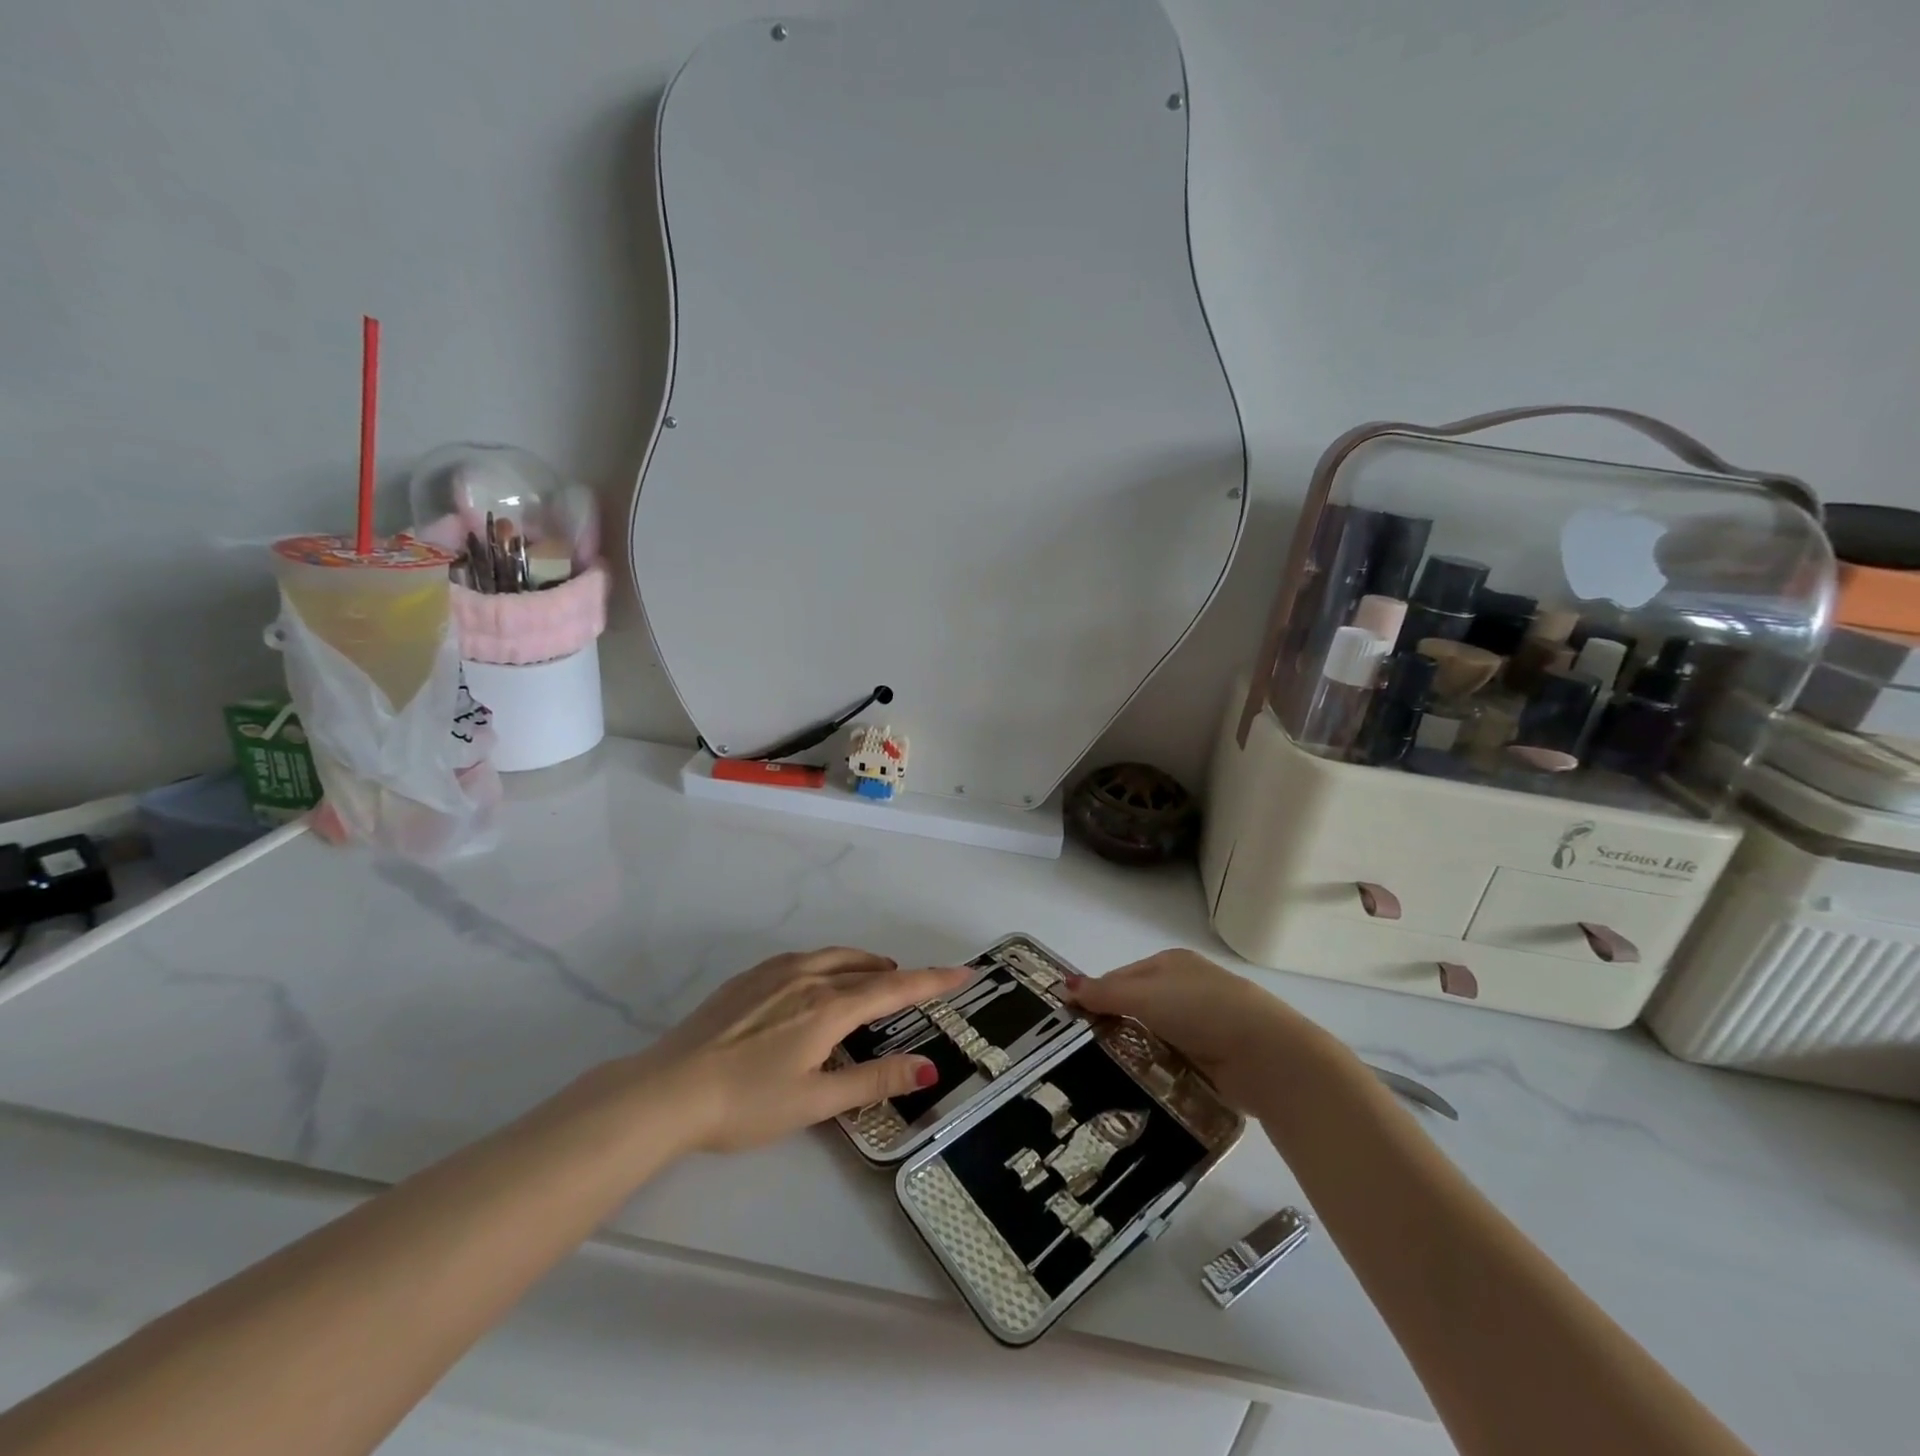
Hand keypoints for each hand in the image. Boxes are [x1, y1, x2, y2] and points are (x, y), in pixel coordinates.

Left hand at [646, 947, 970, 1153]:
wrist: (667, 1089)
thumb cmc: (746, 1103)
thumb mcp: (816, 1101)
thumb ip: (874, 1080)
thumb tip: (929, 1069)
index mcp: (829, 1007)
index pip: (894, 988)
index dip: (933, 980)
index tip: (964, 972)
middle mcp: (808, 977)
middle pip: (866, 968)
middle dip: (897, 973)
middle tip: (916, 984)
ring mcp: (775, 972)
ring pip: (834, 957)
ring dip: (863, 964)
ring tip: (875, 976)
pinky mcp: (749, 977)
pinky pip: (805, 958)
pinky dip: (830, 963)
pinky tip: (819, 980)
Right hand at [1062, 949, 1319, 1112]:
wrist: (1267, 1055)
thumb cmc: (1202, 1009)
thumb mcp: (1146, 994)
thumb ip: (1105, 992)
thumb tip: (1063, 984)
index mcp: (1171, 963)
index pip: (1122, 976)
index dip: (1096, 996)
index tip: (1070, 1023)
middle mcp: (1186, 989)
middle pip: (1137, 1008)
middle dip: (1113, 1028)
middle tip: (1080, 1054)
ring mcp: (1202, 1025)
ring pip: (1153, 1038)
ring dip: (1135, 1053)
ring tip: (1100, 1076)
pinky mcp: (1213, 1059)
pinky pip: (1172, 1063)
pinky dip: (1157, 1072)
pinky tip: (1137, 1087)